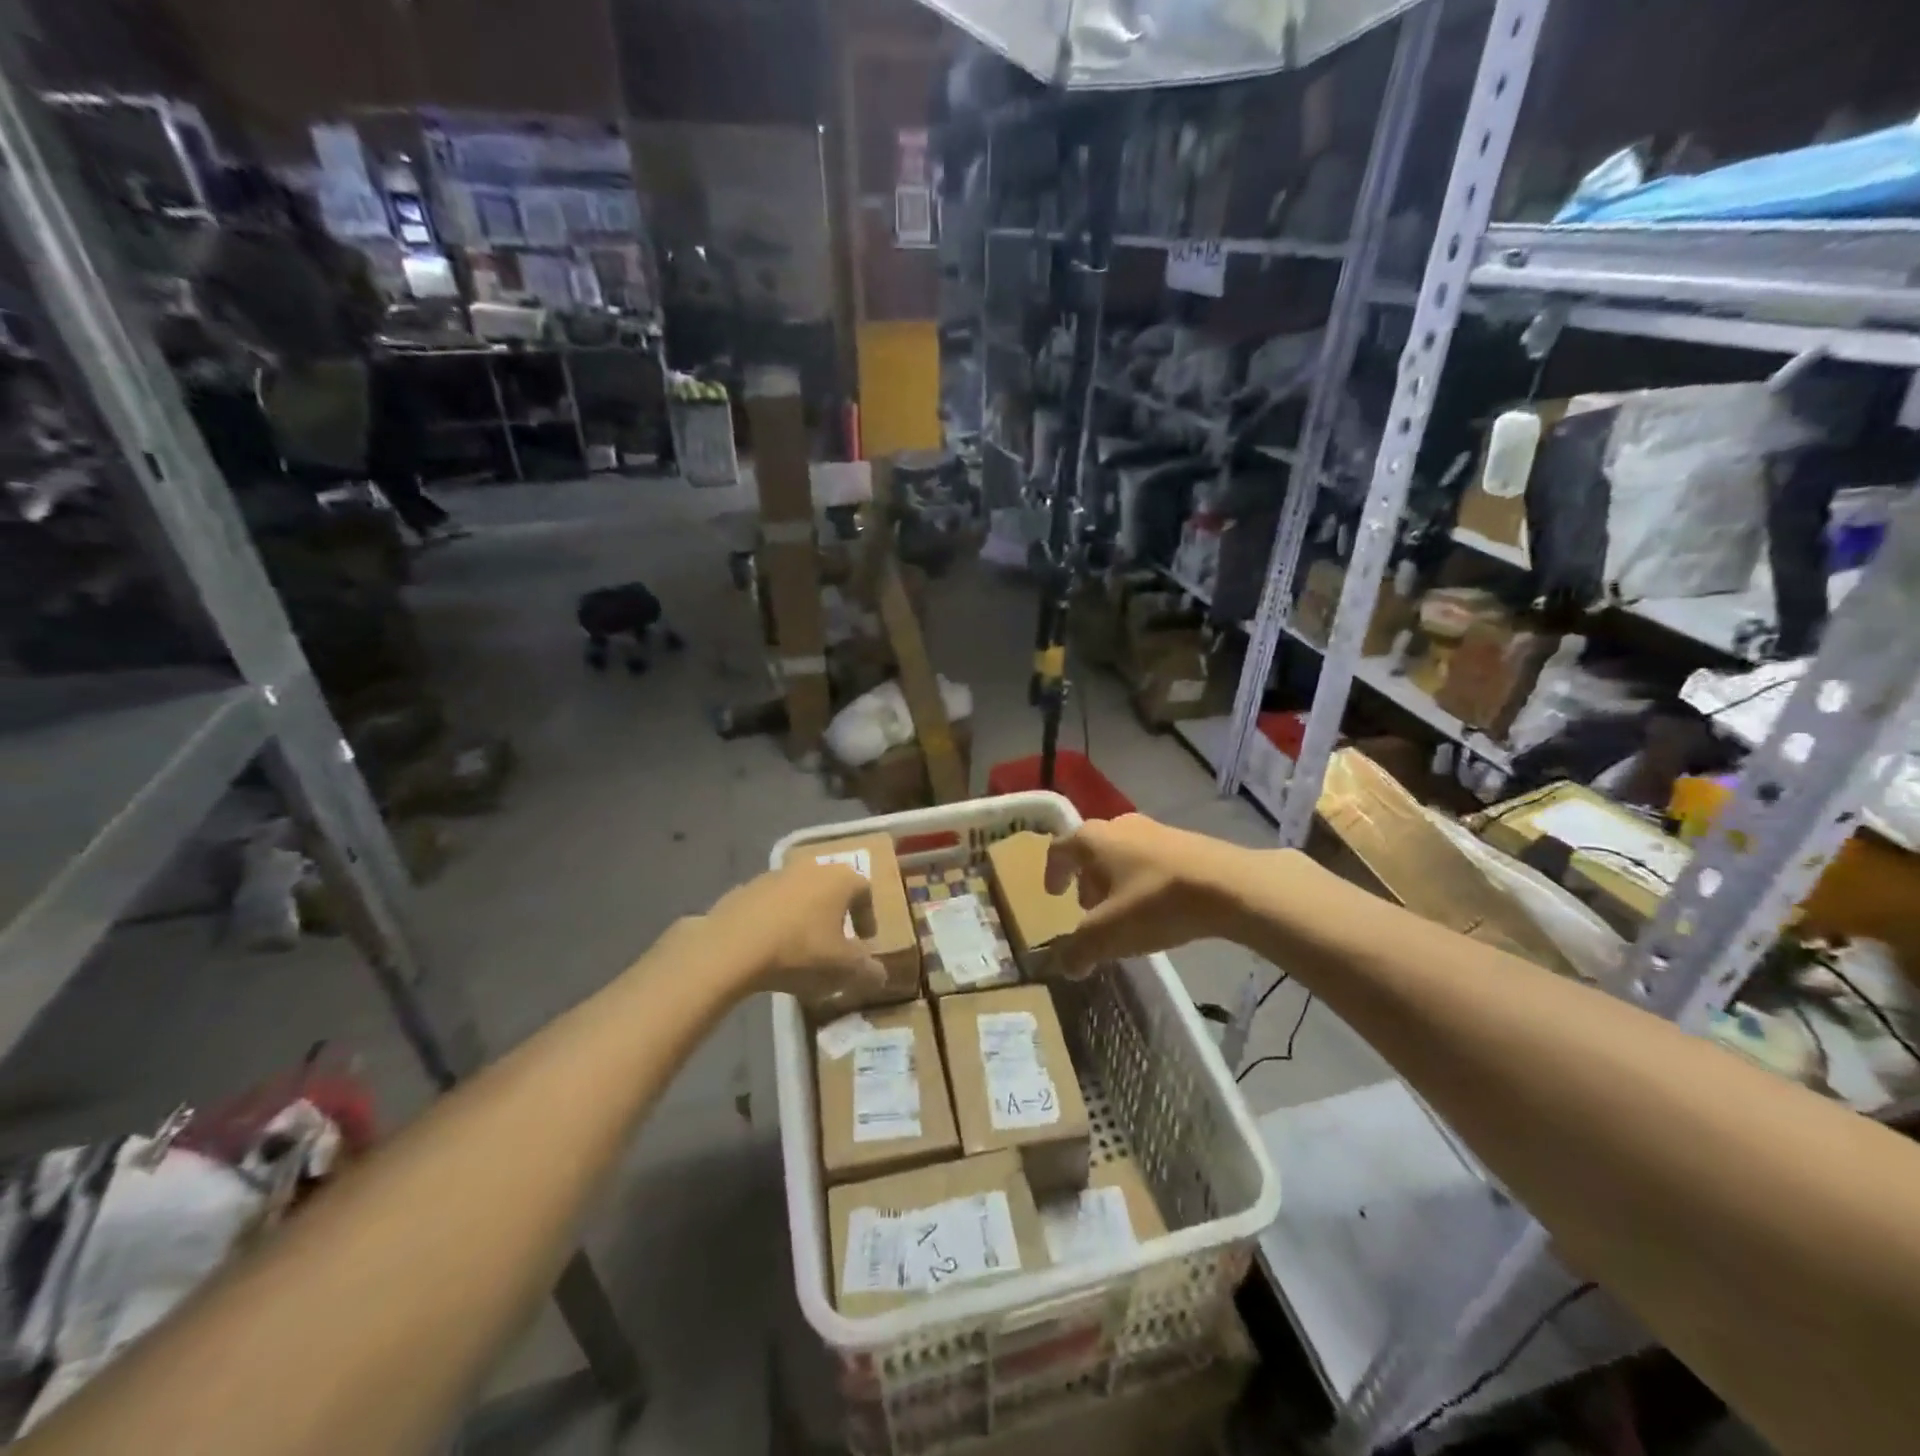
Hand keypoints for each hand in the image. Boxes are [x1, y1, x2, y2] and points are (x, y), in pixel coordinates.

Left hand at [699, 861, 887, 1005]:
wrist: (732, 947)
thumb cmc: (801, 951)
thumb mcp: (844, 969)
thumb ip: (868, 971)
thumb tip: (879, 975)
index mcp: (840, 878)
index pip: (865, 890)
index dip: (868, 917)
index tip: (865, 941)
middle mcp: (810, 868)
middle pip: (831, 889)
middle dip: (835, 915)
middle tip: (835, 943)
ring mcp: (773, 875)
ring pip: (799, 895)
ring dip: (804, 917)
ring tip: (800, 949)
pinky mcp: (743, 890)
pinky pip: (769, 906)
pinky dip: (775, 922)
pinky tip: (769, 949)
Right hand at [1044, 814, 1267, 976]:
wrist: (1231, 886)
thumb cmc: (1156, 902)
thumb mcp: (1108, 934)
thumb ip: (1078, 950)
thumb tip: (1064, 965)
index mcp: (1094, 839)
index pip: (1060, 849)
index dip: (1052, 872)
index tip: (1054, 895)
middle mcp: (1120, 825)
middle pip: (1092, 850)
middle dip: (1086, 879)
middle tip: (1088, 908)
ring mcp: (1156, 829)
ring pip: (1123, 854)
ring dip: (1115, 880)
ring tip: (1123, 911)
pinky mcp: (1186, 842)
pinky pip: (1151, 859)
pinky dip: (1142, 880)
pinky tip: (1157, 907)